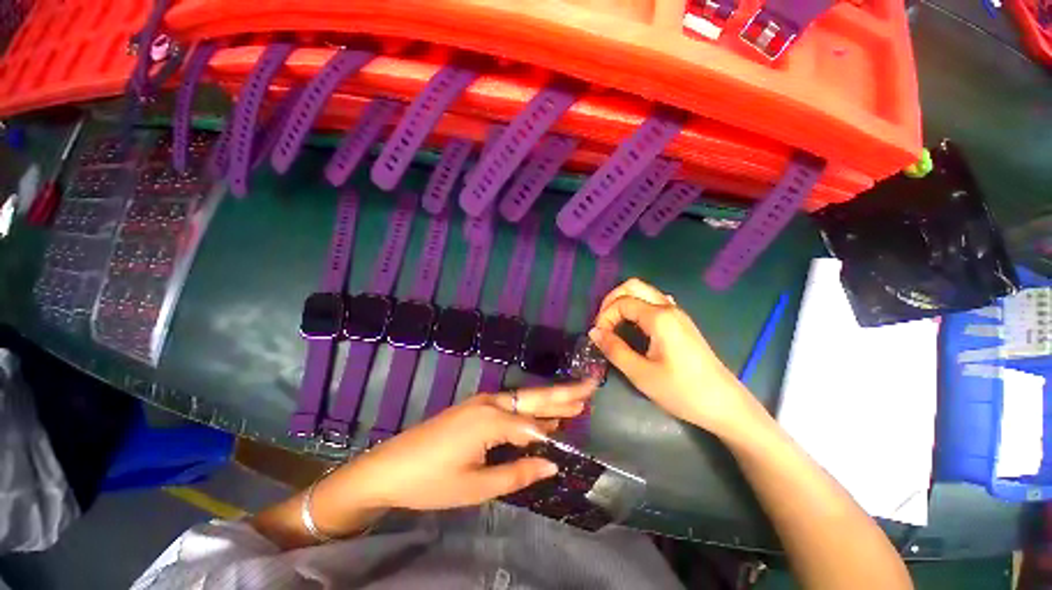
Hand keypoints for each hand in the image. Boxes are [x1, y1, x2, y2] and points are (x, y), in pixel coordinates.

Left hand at [333, 382, 595, 512]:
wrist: (389, 467)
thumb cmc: (431, 481)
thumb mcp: (476, 487)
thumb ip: (516, 473)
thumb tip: (551, 464)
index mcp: (491, 420)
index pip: (533, 425)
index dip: (557, 429)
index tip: (583, 421)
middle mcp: (490, 404)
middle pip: (533, 398)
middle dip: (563, 394)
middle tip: (590, 386)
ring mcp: (481, 403)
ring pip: (523, 400)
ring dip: (549, 400)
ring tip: (576, 399)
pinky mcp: (475, 408)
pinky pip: (510, 406)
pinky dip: (530, 410)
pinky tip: (543, 415)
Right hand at [588, 278, 757, 438]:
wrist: (725, 405)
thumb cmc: (682, 391)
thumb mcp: (641, 374)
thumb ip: (614, 349)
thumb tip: (594, 332)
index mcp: (659, 318)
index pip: (622, 303)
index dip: (605, 317)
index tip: (599, 338)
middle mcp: (669, 308)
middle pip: (633, 286)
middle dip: (611, 300)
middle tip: (602, 323)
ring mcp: (677, 314)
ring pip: (644, 292)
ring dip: (623, 302)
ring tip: (612, 324)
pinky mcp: (681, 323)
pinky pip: (654, 302)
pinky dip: (637, 307)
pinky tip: (634, 324)